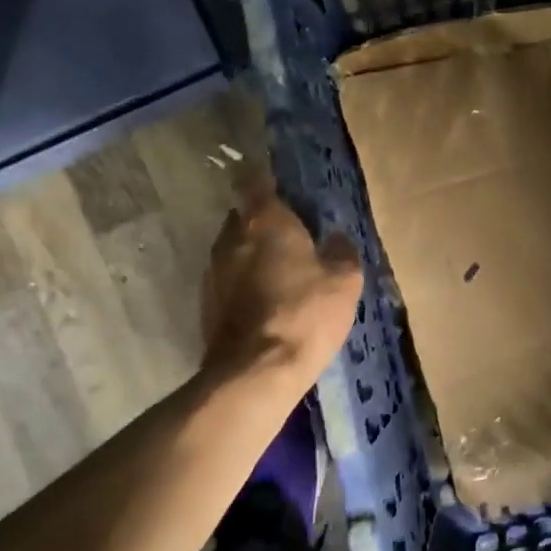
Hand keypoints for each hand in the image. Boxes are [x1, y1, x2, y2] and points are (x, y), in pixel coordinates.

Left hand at [200, 180, 362, 390]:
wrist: (254, 373)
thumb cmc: (305, 313)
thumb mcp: (344, 281)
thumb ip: (342, 251)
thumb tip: (336, 238)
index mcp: (265, 221)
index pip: (255, 181)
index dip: (265, 177)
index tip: (280, 182)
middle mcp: (232, 237)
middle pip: (244, 215)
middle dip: (263, 219)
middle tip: (291, 232)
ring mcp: (213, 271)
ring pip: (234, 248)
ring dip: (252, 252)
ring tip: (280, 268)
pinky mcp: (206, 303)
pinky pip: (228, 278)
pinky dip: (243, 281)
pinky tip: (265, 299)